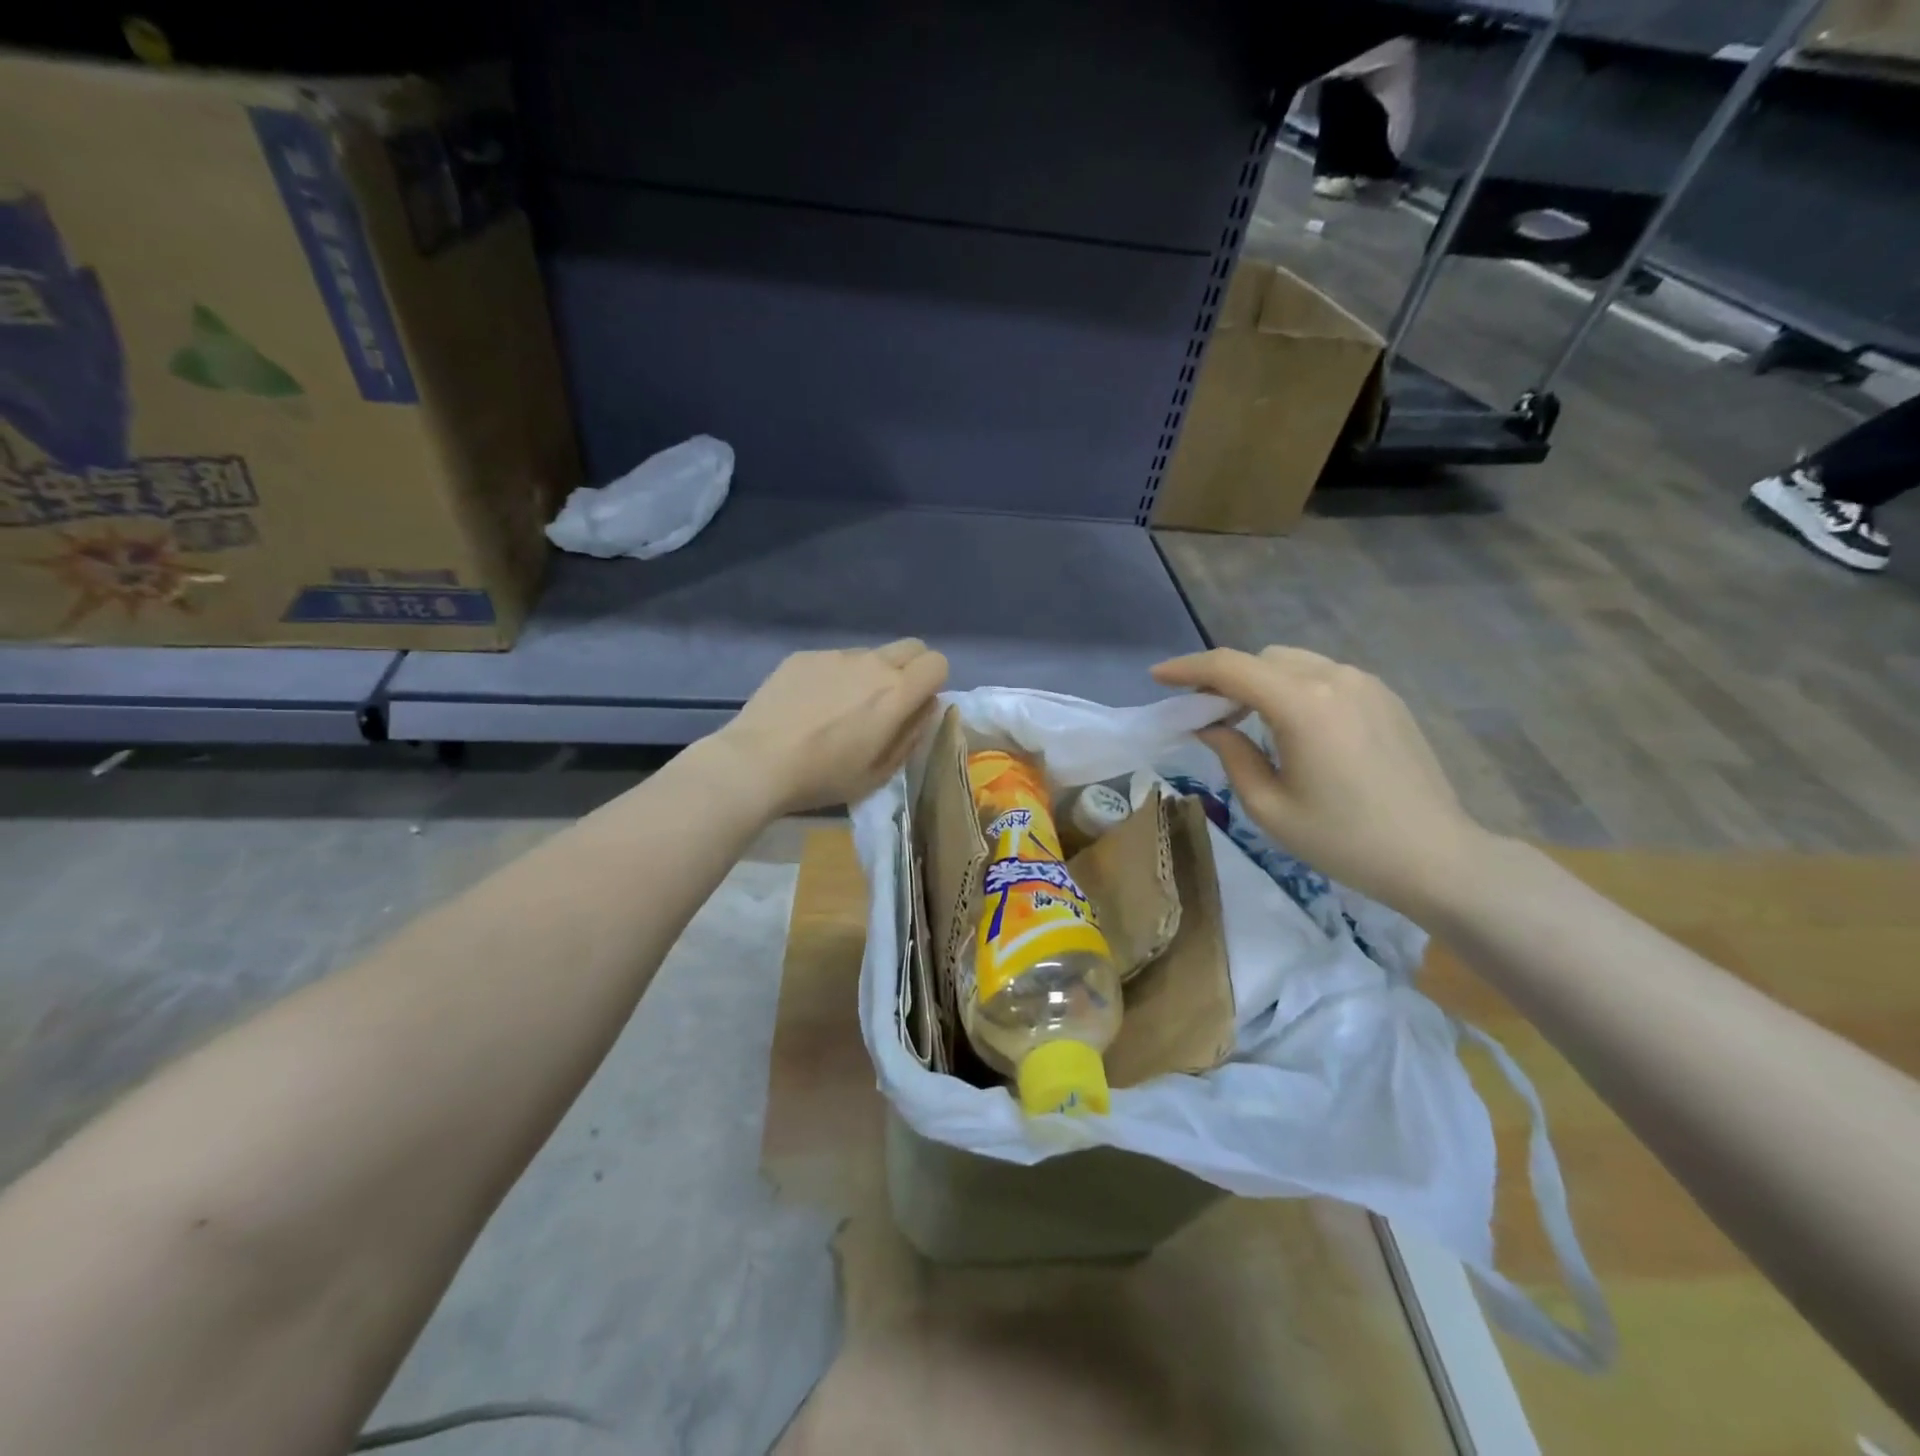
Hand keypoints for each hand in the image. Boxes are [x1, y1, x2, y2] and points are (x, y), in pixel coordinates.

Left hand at [713, 640, 949, 813]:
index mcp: (896, 693)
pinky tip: (808, 706)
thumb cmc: (823, 776)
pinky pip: (833, 660)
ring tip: (838, 709)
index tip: (915, 706)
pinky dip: (833, 677)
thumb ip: (910, 735)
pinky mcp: (803, 656)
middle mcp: (871, 664)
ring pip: (869, 654)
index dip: (932, 683)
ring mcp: (835, 656)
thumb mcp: (879, 773)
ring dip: (868, 674)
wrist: (756, 762)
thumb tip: (925, 708)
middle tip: (886, 703)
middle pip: (911, 647)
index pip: (937, 662)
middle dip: (910, 669)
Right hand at [1151, 646, 1492, 920]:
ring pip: (1293, 663)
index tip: (1158, 678)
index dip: (1187, 668)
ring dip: (1260, 682)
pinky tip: (1293, 728)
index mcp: (1302, 704)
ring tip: (1247, 722)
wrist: (1435, 857)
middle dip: (1225, 678)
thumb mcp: (1269, 806)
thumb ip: (1231, 754)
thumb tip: (1209, 726)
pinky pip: (1324, 676)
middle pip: (1261, 659)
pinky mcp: (1385, 697)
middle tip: (1205, 715)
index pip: (1230, 667)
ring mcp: (1366, 683)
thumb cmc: (1343, 840)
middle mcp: (1334, 678)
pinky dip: (1293, 688)